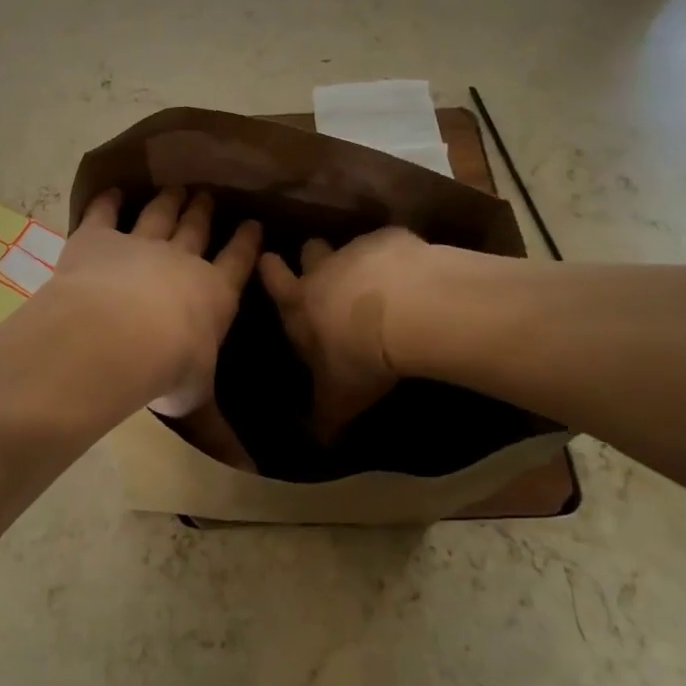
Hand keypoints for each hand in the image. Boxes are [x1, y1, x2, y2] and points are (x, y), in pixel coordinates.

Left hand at [53, 188, 261, 415]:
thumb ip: (217, 431)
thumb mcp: (196, 403)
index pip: (237, 262)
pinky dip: (108, 201)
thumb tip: (248, 471)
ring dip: (168, 201)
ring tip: (176, 188)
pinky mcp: (98, 238)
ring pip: (159, 215)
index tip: (253, 223)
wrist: (118, 335)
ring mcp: (139, 243)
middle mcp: (181, 260)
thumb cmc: (168, 369)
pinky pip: (104, 213)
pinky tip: (112, 191)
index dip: (246, 243)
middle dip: (204, 211)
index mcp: (214, 293)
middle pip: (196, 228)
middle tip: (208, 195)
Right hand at [258, 228, 426, 440]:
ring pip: (351, 245)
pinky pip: (392, 242)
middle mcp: (323, 271)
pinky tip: (416, 274)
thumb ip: (323, 419)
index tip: (269, 260)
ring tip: (381, 278)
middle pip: (310, 250)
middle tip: (327, 269)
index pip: (273, 279)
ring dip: (360, 259)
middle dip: (314, 257)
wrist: (408, 313)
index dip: (270, 270)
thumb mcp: (339, 401)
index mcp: (299, 305)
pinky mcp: (394, 240)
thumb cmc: (360, 359)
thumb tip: (315, 445)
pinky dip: (399, 255)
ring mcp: (359, 250)